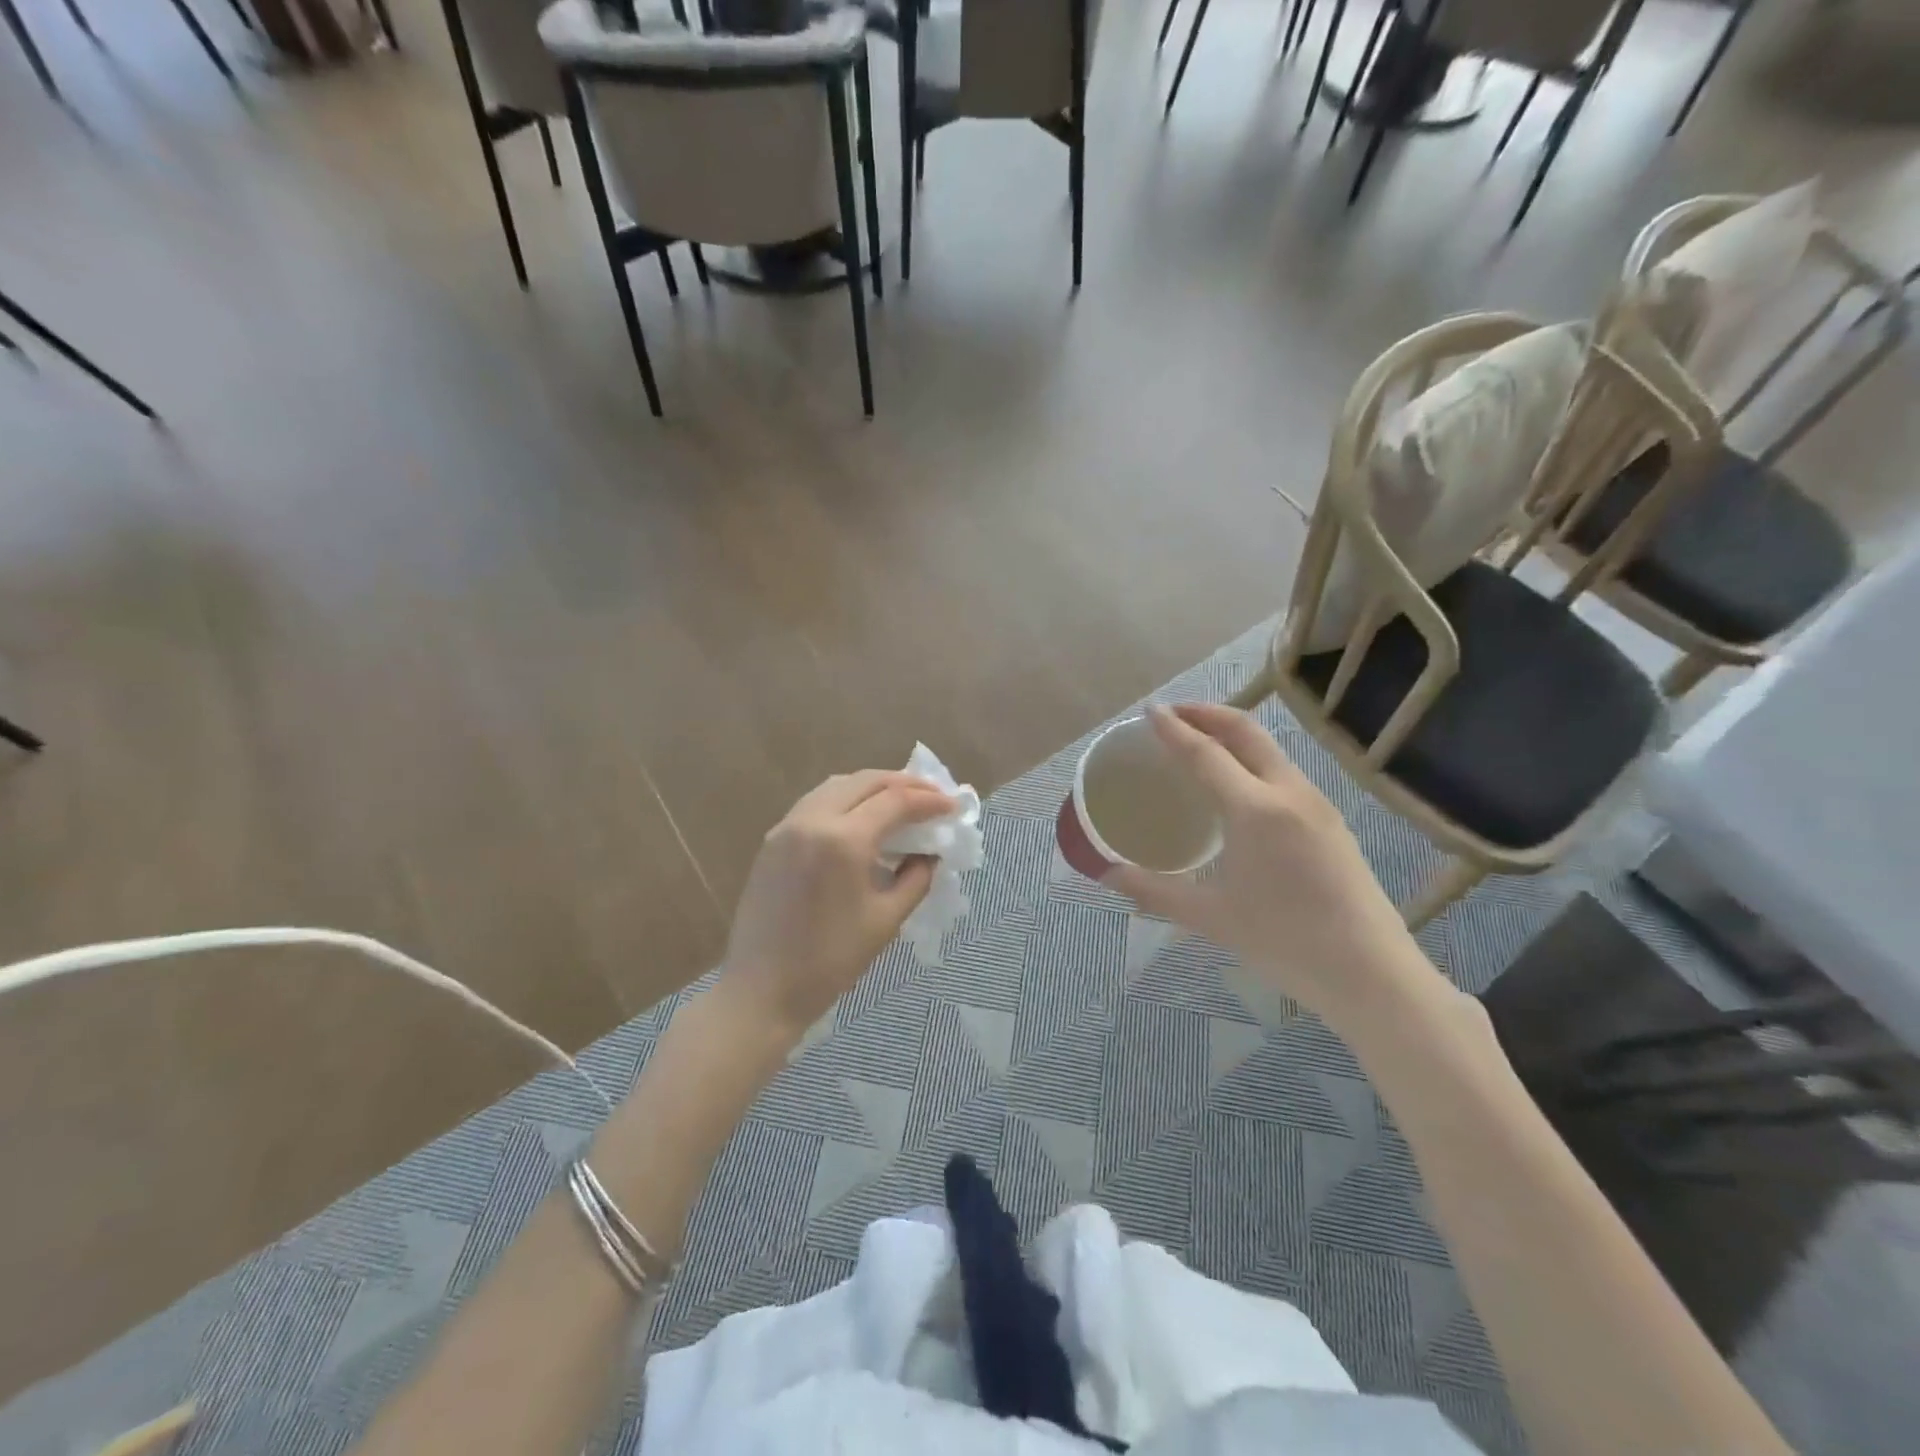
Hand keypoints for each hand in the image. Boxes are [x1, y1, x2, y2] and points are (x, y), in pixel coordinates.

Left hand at [721, 770, 953, 1036]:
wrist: (761, 990)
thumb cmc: (830, 961)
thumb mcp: (886, 920)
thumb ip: (916, 878)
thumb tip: (930, 853)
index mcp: (844, 840)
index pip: (895, 801)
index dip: (928, 800)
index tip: (953, 806)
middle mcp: (812, 820)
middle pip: (865, 781)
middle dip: (904, 783)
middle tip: (932, 795)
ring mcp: (787, 826)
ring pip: (837, 785)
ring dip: (873, 786)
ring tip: (900, 800)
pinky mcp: (773, 839)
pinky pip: (816, 802)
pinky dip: (846, 799)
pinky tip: (862, 818)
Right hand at [1104, 705, 1439, 1029]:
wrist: (1372, 975)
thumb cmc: (1284, 943)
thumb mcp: (1210, 917)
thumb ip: (1153, 891)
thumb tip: (1107, 874)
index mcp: (1255, 810)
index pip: (1205, 753)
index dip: (1173, 729)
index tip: (1148, 711)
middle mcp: (1289, 793)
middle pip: (1246, 732)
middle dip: (1207, 714)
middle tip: (1172, 715)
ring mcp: (1317, 804)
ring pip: (1270, 750)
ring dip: (1232, 734)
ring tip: (1200, 744)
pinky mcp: (1332, 822)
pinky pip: (1284, 772)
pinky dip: (1252, 759)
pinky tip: (1238, 787)